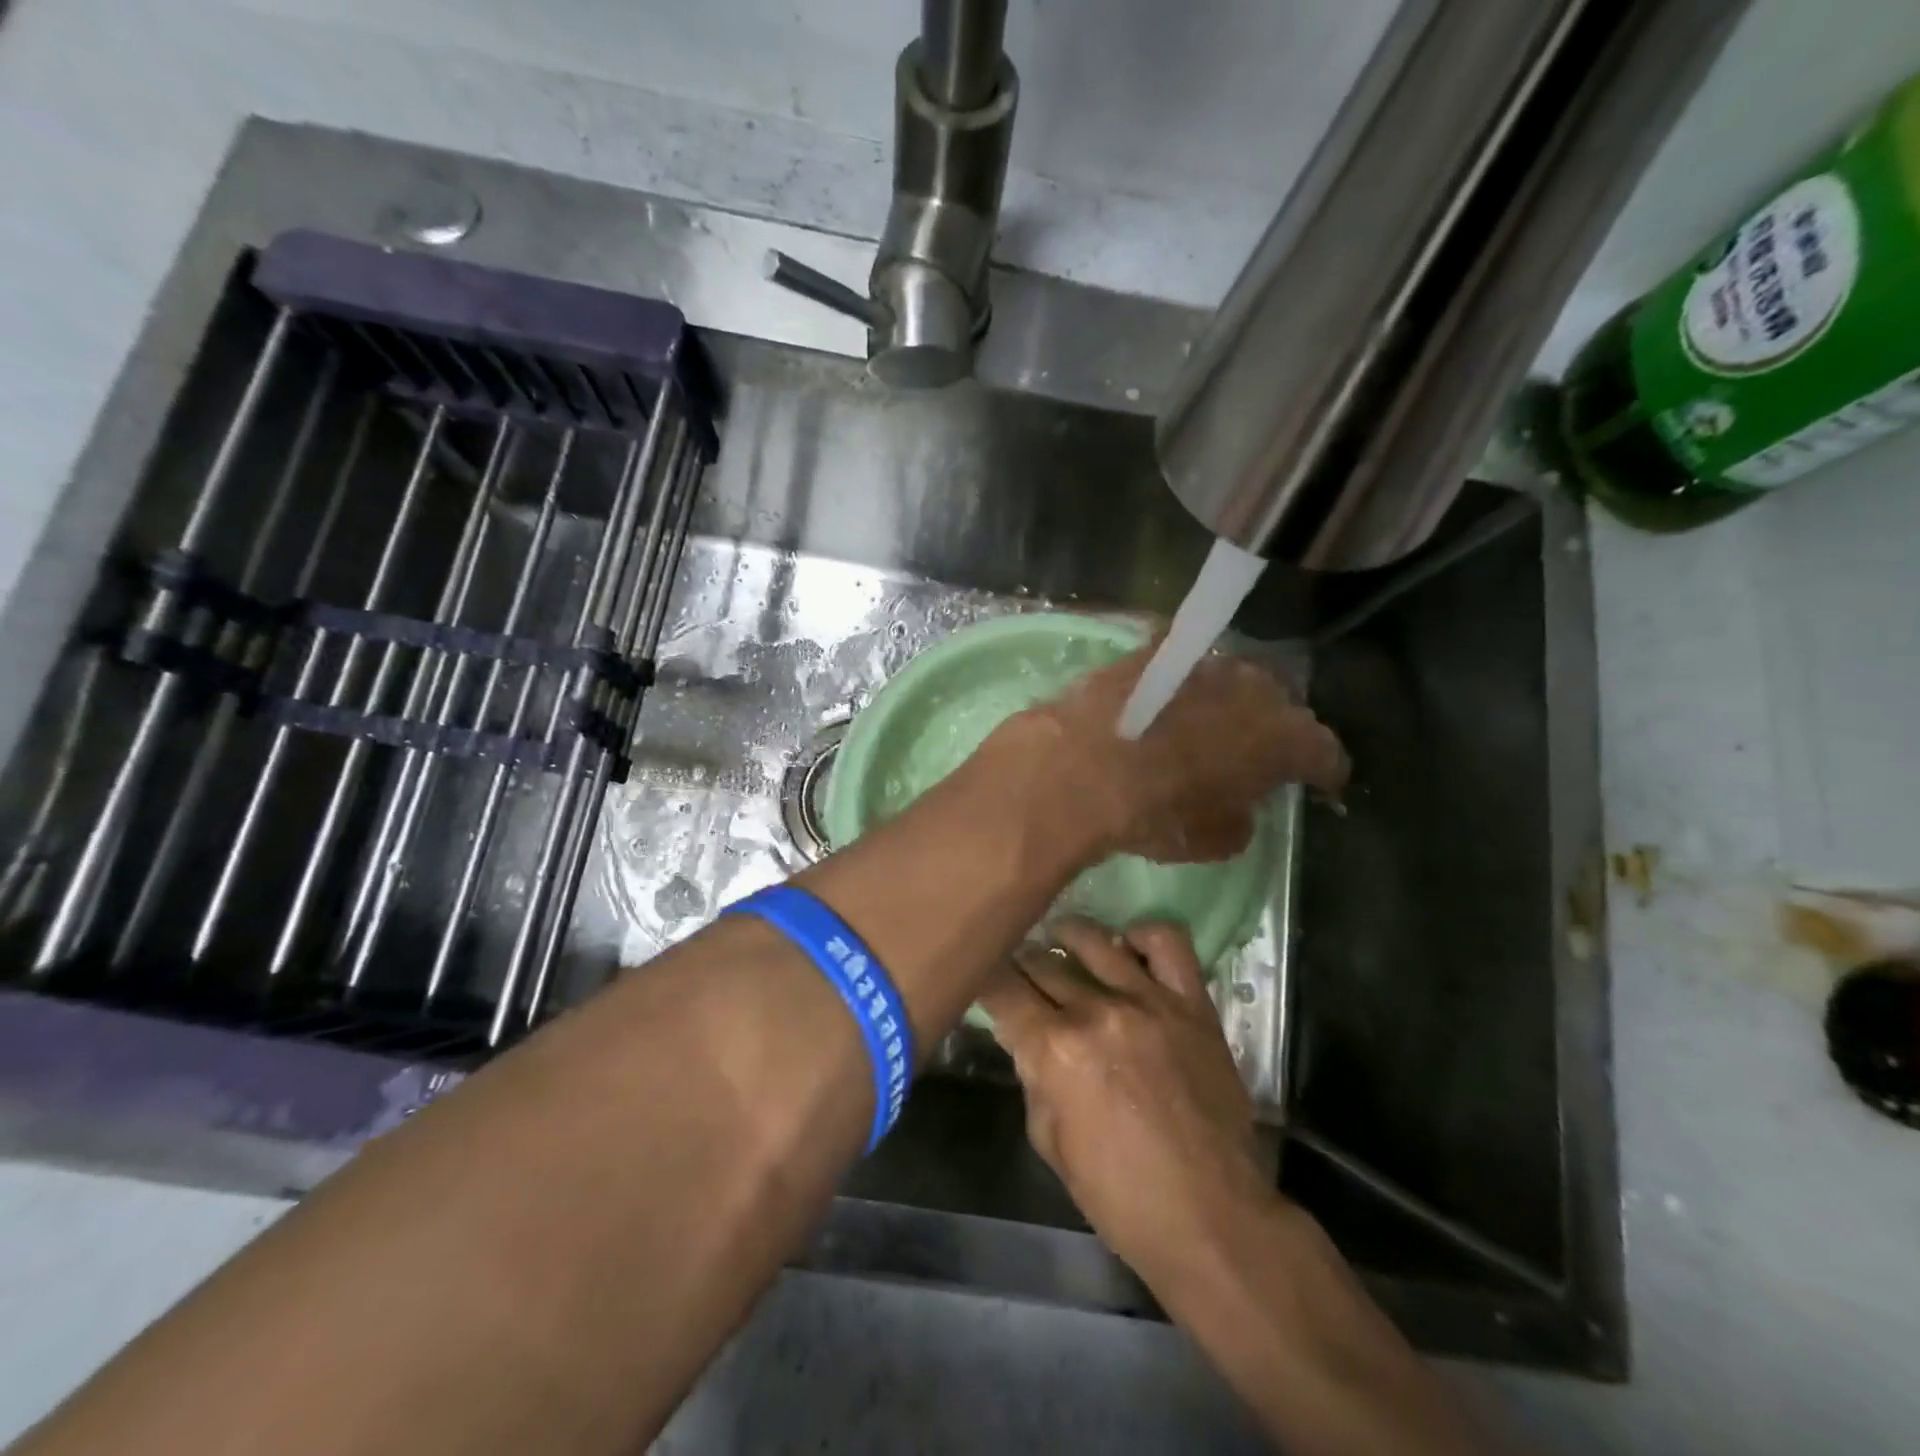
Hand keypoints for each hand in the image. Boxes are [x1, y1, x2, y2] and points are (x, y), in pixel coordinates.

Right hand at [979, 918, 1280, 1283]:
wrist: (1212, 1217)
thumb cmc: (1121, 1196)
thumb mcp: (1050, 1143)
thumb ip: (1033, 1078)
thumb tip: (1027, 1039)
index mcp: (1054, 1050)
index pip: (1001, 989)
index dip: (983, 979)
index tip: (980, 977)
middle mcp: (1096, 1012)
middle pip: (1041, 961)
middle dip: (1021, 964)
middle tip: (1020, 972)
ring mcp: (1148, 1000)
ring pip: (1093, 939)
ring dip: (1066, 938)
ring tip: (1062, 944)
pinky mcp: (1192, 1003)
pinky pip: (1166, 942)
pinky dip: (1141, 937)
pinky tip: (1127, 950)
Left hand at [993, 644, 1346, 862]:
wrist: (1079, 766)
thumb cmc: (1156, 812)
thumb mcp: (1212, 840)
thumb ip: (1240, 819)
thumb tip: (1238, 807)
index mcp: (1285, 738)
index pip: (1324, 753)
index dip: (1323, 772)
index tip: (1318, 785)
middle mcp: (1256, 688)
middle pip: (1280, 707)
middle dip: (1274, 730)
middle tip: (1257, 756)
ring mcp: (1203, 664)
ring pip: (1232, 682)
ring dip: (1228, 705)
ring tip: (1209, 729)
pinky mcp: (1155, 652)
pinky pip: (1183, 670)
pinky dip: (1181, 689)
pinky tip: (1165, 707)